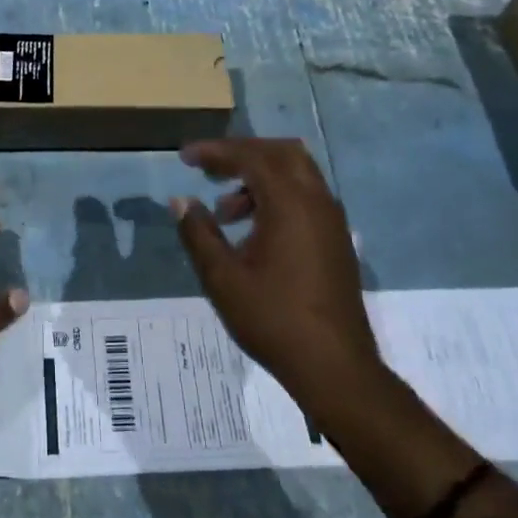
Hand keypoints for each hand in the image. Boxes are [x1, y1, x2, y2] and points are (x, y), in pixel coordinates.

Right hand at [172, 139, 381, 422]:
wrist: (334, 366)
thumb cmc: (273, 319)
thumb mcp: (222, 278)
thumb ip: (198, 233)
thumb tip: (181, 201)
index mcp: (291, 204)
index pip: (251, 157)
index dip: (215, 151)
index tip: (185, 157)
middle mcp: (317, 202)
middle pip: (282, 153)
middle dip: (242, 154)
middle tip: (208, 169)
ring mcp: (332, 221)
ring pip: (297, 175)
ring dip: (259, 179)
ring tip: (224, 213)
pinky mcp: (336, 240)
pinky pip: (306, 198)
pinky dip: (277, 197)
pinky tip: (252, 231)